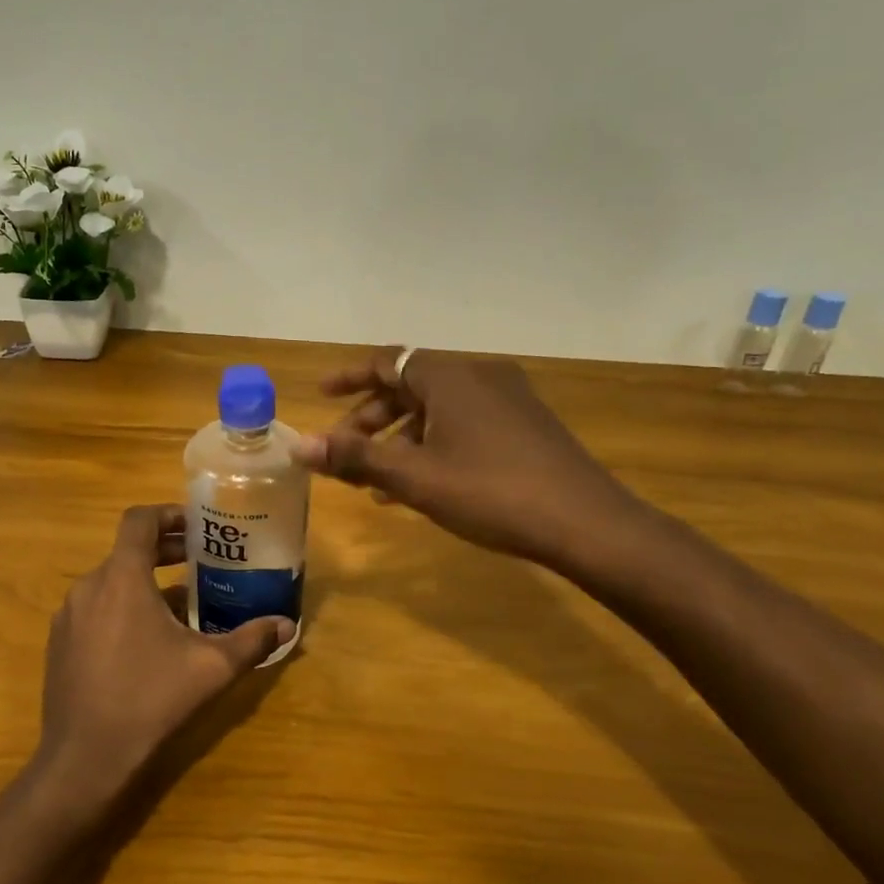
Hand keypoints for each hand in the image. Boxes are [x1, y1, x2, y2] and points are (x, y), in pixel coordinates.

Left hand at [34, 504, 294, 813]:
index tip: (197, 526)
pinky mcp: (59, 643)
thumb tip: (287, 626)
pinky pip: (94, 608)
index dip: (168, 514)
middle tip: (201, 561)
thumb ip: (251, 641)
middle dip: (165, 551)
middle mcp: (88, 586)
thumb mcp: (211, 669)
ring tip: (180, 603)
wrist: (84, 759)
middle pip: (127, 550)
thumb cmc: (150, 700)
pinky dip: (121, 607)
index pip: (139, 520)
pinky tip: (146, 641)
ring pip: (111, 581)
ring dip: (144, 581)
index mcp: (121, 578)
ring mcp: (68, 616)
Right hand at [293, 347, 644, 567]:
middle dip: (371, 418)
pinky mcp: (526, 425)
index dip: (349, 377)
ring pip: (437, 409)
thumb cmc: (490, 492)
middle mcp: (479, 376)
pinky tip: (422, 484)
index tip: (320, 395)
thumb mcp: (414, 477)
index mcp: (449, 376)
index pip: (386, 361)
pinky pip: (464, 423)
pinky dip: (433, 444)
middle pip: (409, 386)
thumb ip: (354, 458)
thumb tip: (297, 445)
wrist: (586, 523)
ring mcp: (508, 399)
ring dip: (400, 438)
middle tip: (343, 452)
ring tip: (376, 481)